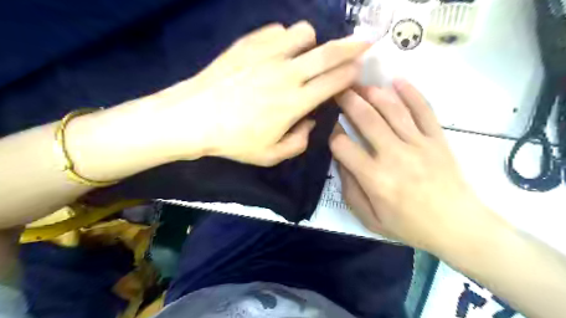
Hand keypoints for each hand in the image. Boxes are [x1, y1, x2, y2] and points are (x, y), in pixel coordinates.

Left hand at [136, 21, 372, 166]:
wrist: (194, 118)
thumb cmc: (234, 141)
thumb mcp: (271, 156)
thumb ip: (299, 142)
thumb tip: (310, 121)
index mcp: (295, 102)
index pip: (334, 82)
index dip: (351, 74)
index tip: (359, 70)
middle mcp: (287, 74)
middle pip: (329, 53)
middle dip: (352, 47)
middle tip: (364, 43)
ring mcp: (267, 55)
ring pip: (304, 33)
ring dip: (312, 43)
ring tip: (305, 55)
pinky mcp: (249, 44)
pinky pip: (277, 31)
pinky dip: (285, 39)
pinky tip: (277, 52)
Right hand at [327, 80, 503, 254]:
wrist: (458, 227)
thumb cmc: (409, 226)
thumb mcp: (370, 219)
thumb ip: (350, 190)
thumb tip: (340, 162)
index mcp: (375, 178)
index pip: (343, 146)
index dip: (331, 132)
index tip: (327, 124)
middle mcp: (394, 155)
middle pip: (366, 119)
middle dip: (347, 100)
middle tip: (337, 89)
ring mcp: (419, 144)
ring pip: (392, 109)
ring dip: (373, 92)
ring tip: (360, 83)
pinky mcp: (437, 139)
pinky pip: (424, 110)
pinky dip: (411, 93)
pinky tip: (398, 80)